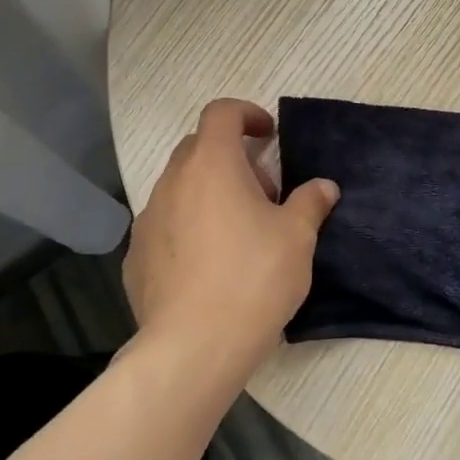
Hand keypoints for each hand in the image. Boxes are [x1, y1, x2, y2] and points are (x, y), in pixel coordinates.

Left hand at [123, 99, 339, 370]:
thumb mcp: (297, 238)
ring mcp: (147, 219)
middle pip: (198, 149)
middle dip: (231, 159)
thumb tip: (324, 186)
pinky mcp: (135, 256)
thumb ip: (310, 203)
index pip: (221, 113)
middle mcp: (172, 182)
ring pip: (179, 189)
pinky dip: (187, 229)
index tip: (268, 136)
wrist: (194, 346)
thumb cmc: (253, 278)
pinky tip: (208, 266)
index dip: (246, 114)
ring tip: (237, 234)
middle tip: (263, 195)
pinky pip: (165, 226)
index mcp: (211, 165)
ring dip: (208, 195)